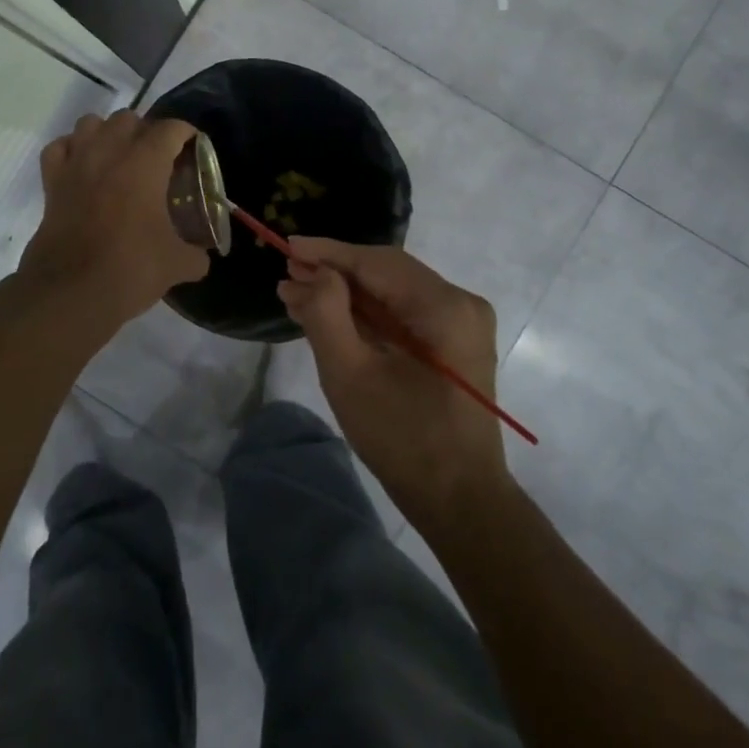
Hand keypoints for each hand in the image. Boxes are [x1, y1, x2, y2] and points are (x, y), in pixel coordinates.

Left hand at [18, 111, 209, 326]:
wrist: (71, 292)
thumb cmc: (130, 269)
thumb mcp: (176, 264)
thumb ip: (195, 255)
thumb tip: (201, 258)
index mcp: (145, 163)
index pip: (170, 129)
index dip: (185, 134)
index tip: (192, 146)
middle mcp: (109, 152)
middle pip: (129, 119)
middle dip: (146, 132)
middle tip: (158, 158)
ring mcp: (76, 164)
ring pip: (91, 124)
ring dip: (107, 133)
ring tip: (120, 157)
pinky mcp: (51, 183)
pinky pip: (60, 148)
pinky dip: (72, 150)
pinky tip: (83, 167)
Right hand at [278, 239, 510, 534]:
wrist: (460, 501)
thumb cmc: (404, 440)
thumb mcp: (351, 376)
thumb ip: (327, 315)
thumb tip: (314, 273)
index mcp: (445, 307)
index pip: (378, 262)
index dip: (329, 253)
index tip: (288, 246)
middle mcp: (460, 303)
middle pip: (387, 272)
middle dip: (334, 272)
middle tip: (287, 274)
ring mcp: (461, 323)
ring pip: (392, 292)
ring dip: (346, 293)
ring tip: (297, 294)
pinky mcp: (453, 343)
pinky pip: (403, 313)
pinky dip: (366, 313)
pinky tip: (329, 315)